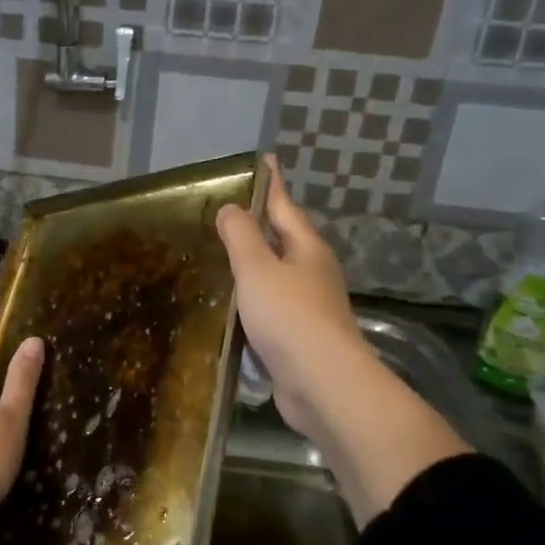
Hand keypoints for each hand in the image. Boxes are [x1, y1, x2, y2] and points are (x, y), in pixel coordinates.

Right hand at [216, 159, 468, 521]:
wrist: (322, 384)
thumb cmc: (290, 318)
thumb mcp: (257, 269)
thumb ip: (242, 237)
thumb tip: (232, 208)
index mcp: (306, 249)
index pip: (284, 206)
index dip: (271, 183)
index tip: (263, 160)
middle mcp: (312, 273)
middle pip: (283, 240)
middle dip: (260, 225)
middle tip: (228, 212)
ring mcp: (309, 307)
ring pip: (276, 277)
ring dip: (253, 266)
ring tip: (222, 257)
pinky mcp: (299, 338)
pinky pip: (270, 309)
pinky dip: (251, 302)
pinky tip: (230, 307)